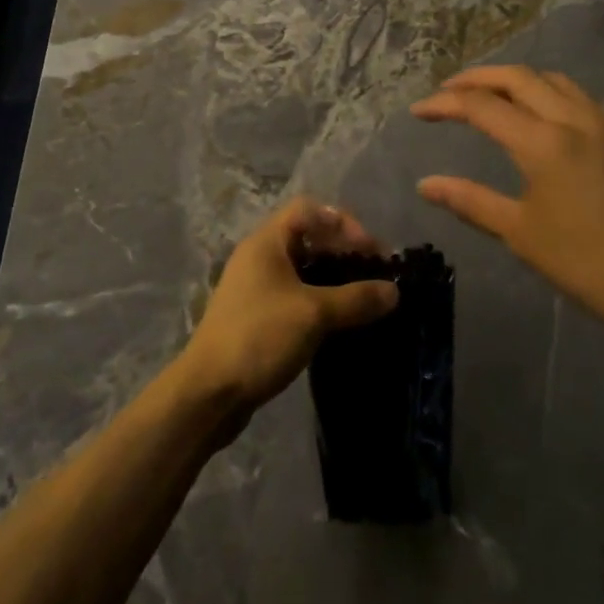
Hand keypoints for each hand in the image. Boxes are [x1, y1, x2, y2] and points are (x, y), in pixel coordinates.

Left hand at [175, 198, 398, 423]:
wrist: (208, 392)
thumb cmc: (260, 337)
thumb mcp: (313, 314)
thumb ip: (355, 299)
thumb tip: (394, 291)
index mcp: (267, 241)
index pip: (310, 210)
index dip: (343, 223)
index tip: (371, 252)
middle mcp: (259, 256)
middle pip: (307, 237)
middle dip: (343, 250)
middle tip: (375, 275)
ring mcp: (255, 287)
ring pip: (302, 269)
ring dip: (333, 278)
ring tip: (364, 299)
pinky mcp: (256, 316)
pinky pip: (295, 295)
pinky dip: (319, 300)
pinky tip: (339, 322)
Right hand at [411, 66, 603, 337]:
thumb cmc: (588, 264)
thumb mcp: (521, 234)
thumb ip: (470, 200)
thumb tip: (425, 184)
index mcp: (543, 142)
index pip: (481, 106)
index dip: (444, 104)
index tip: (418, 111)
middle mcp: (574, 118)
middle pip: (517, 77)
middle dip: (477, 78)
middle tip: (449, 90)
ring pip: (554, 80)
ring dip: (517, 81)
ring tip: (494, 95)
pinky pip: (585, 98)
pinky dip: (554, 95)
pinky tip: (549, 116)